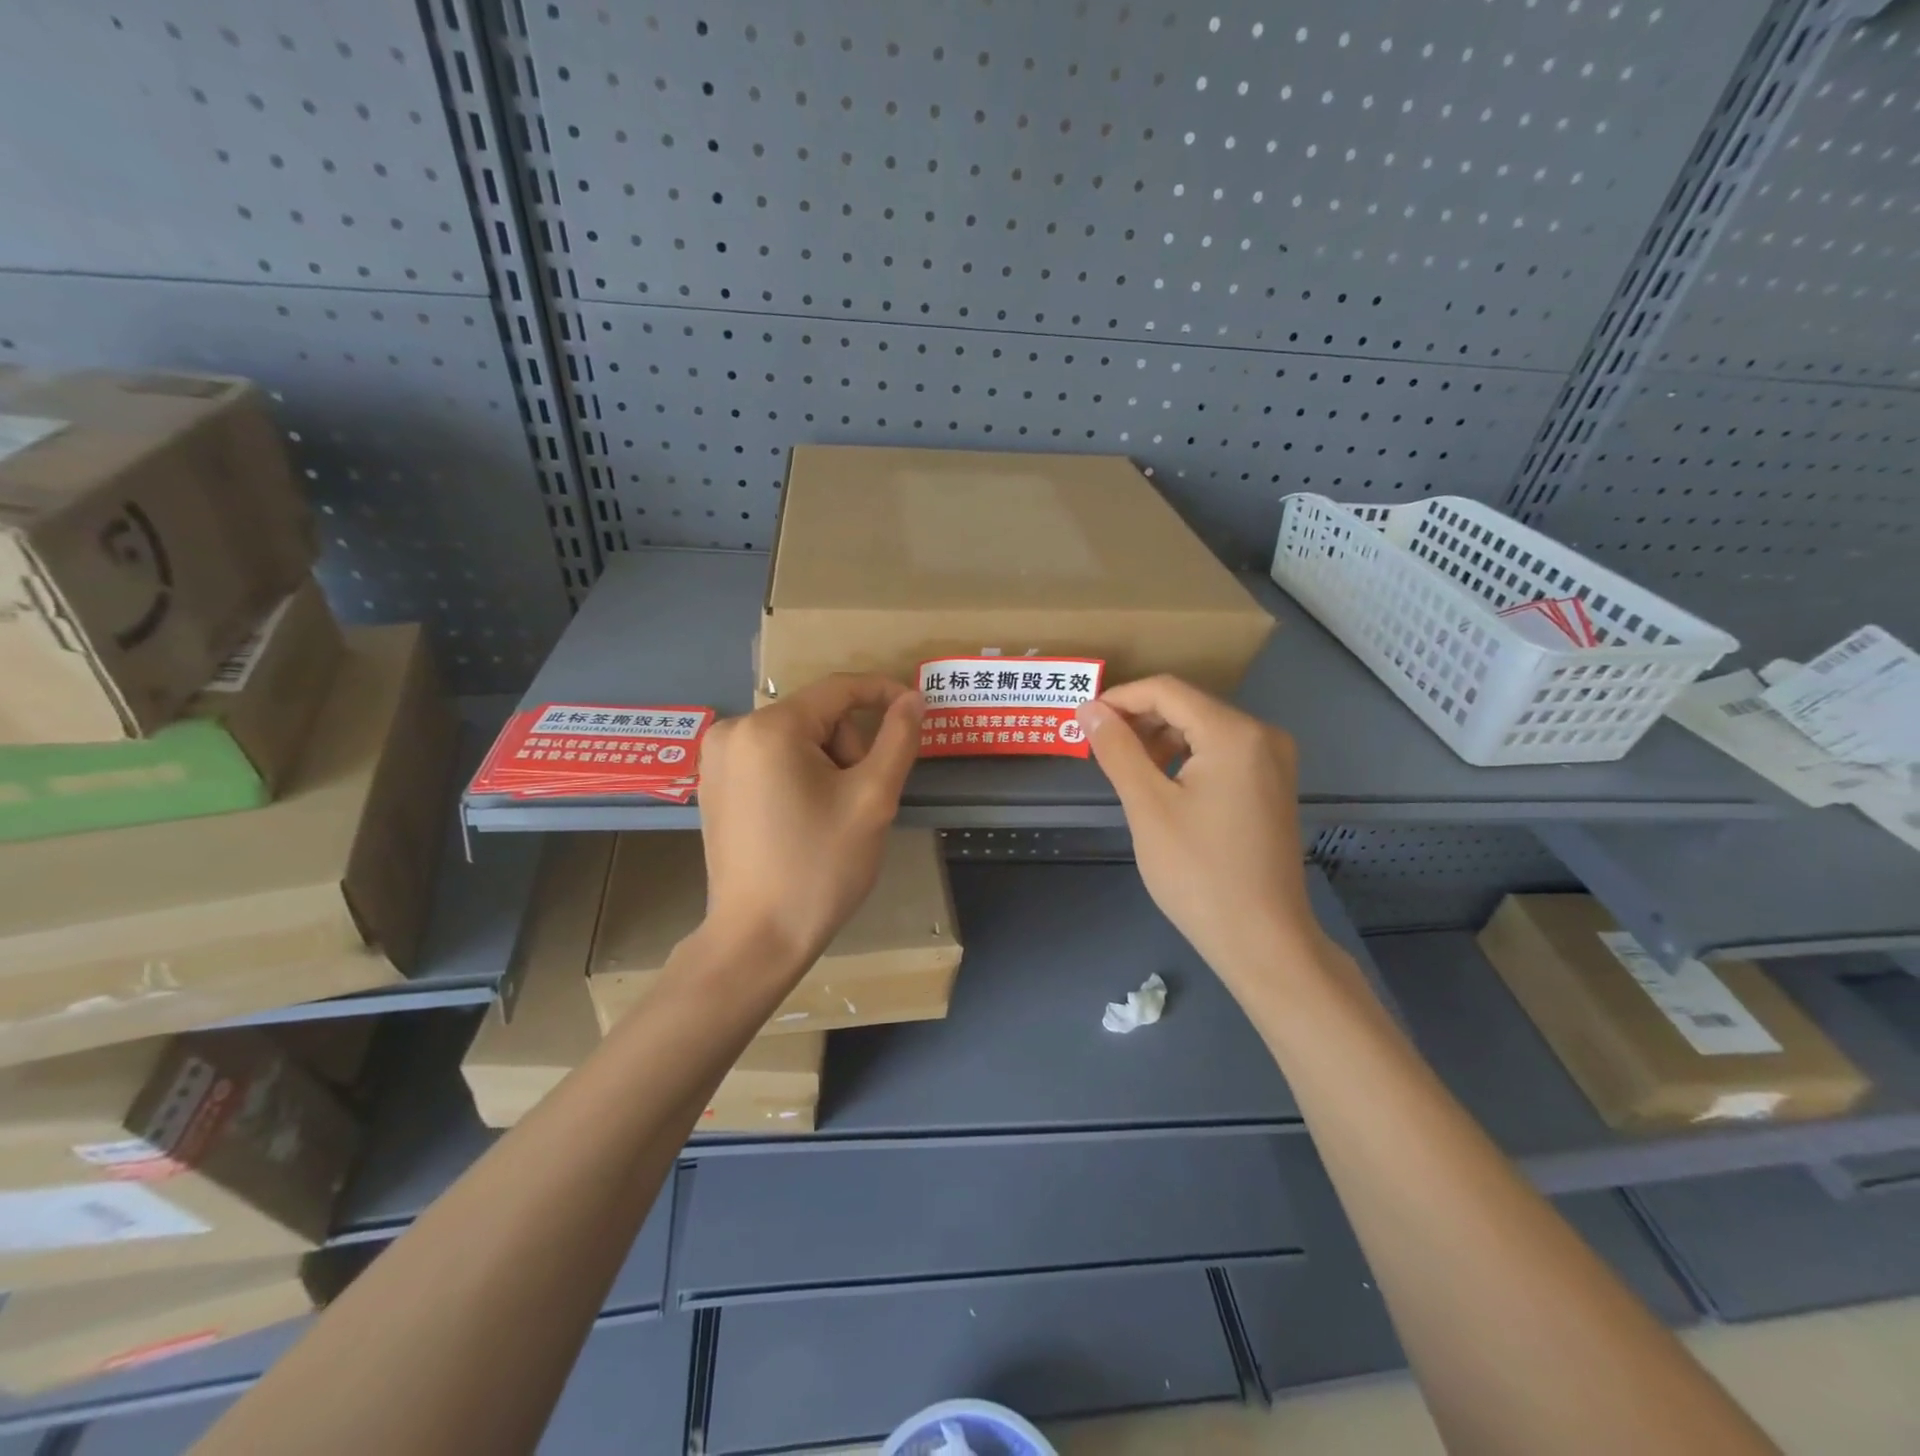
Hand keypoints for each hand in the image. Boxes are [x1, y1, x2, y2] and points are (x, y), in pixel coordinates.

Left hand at [697, 675, 922, 970]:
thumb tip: (912, 698)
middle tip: (858, 802)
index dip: (883, 693)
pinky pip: (770, 759)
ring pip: (795, 739)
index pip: (838, 689)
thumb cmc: (820, 866)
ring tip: (829, 817)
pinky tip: (802, 819)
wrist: (758, 938)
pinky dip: (797, 776)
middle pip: (816, 717)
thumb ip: (897, 739)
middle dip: (848, 750)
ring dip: (825, 766)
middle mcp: (733, 730)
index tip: (916, 708)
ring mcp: (716, 759)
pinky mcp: (713, 785)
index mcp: (770, 728)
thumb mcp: (872, 799)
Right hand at [1077, 677, 1317, 994]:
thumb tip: (1090, 709)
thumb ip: (1118, 750)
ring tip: (1125, 769)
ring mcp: (1273, 762)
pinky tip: (1161, 785)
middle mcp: (1263, 735)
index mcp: (1234, 733)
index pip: (1167, 691)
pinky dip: (1186, 759)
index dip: (1120, 698)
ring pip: (1204, 731)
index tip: (1083, 720)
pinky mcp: (1272, 787)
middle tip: (1098, 748)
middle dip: (1139, 721)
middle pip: (1188, 707)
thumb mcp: (1148, 807)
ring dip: (1160, 741)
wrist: (1262, 939)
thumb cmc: (1199, 872)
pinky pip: (1222, 754)